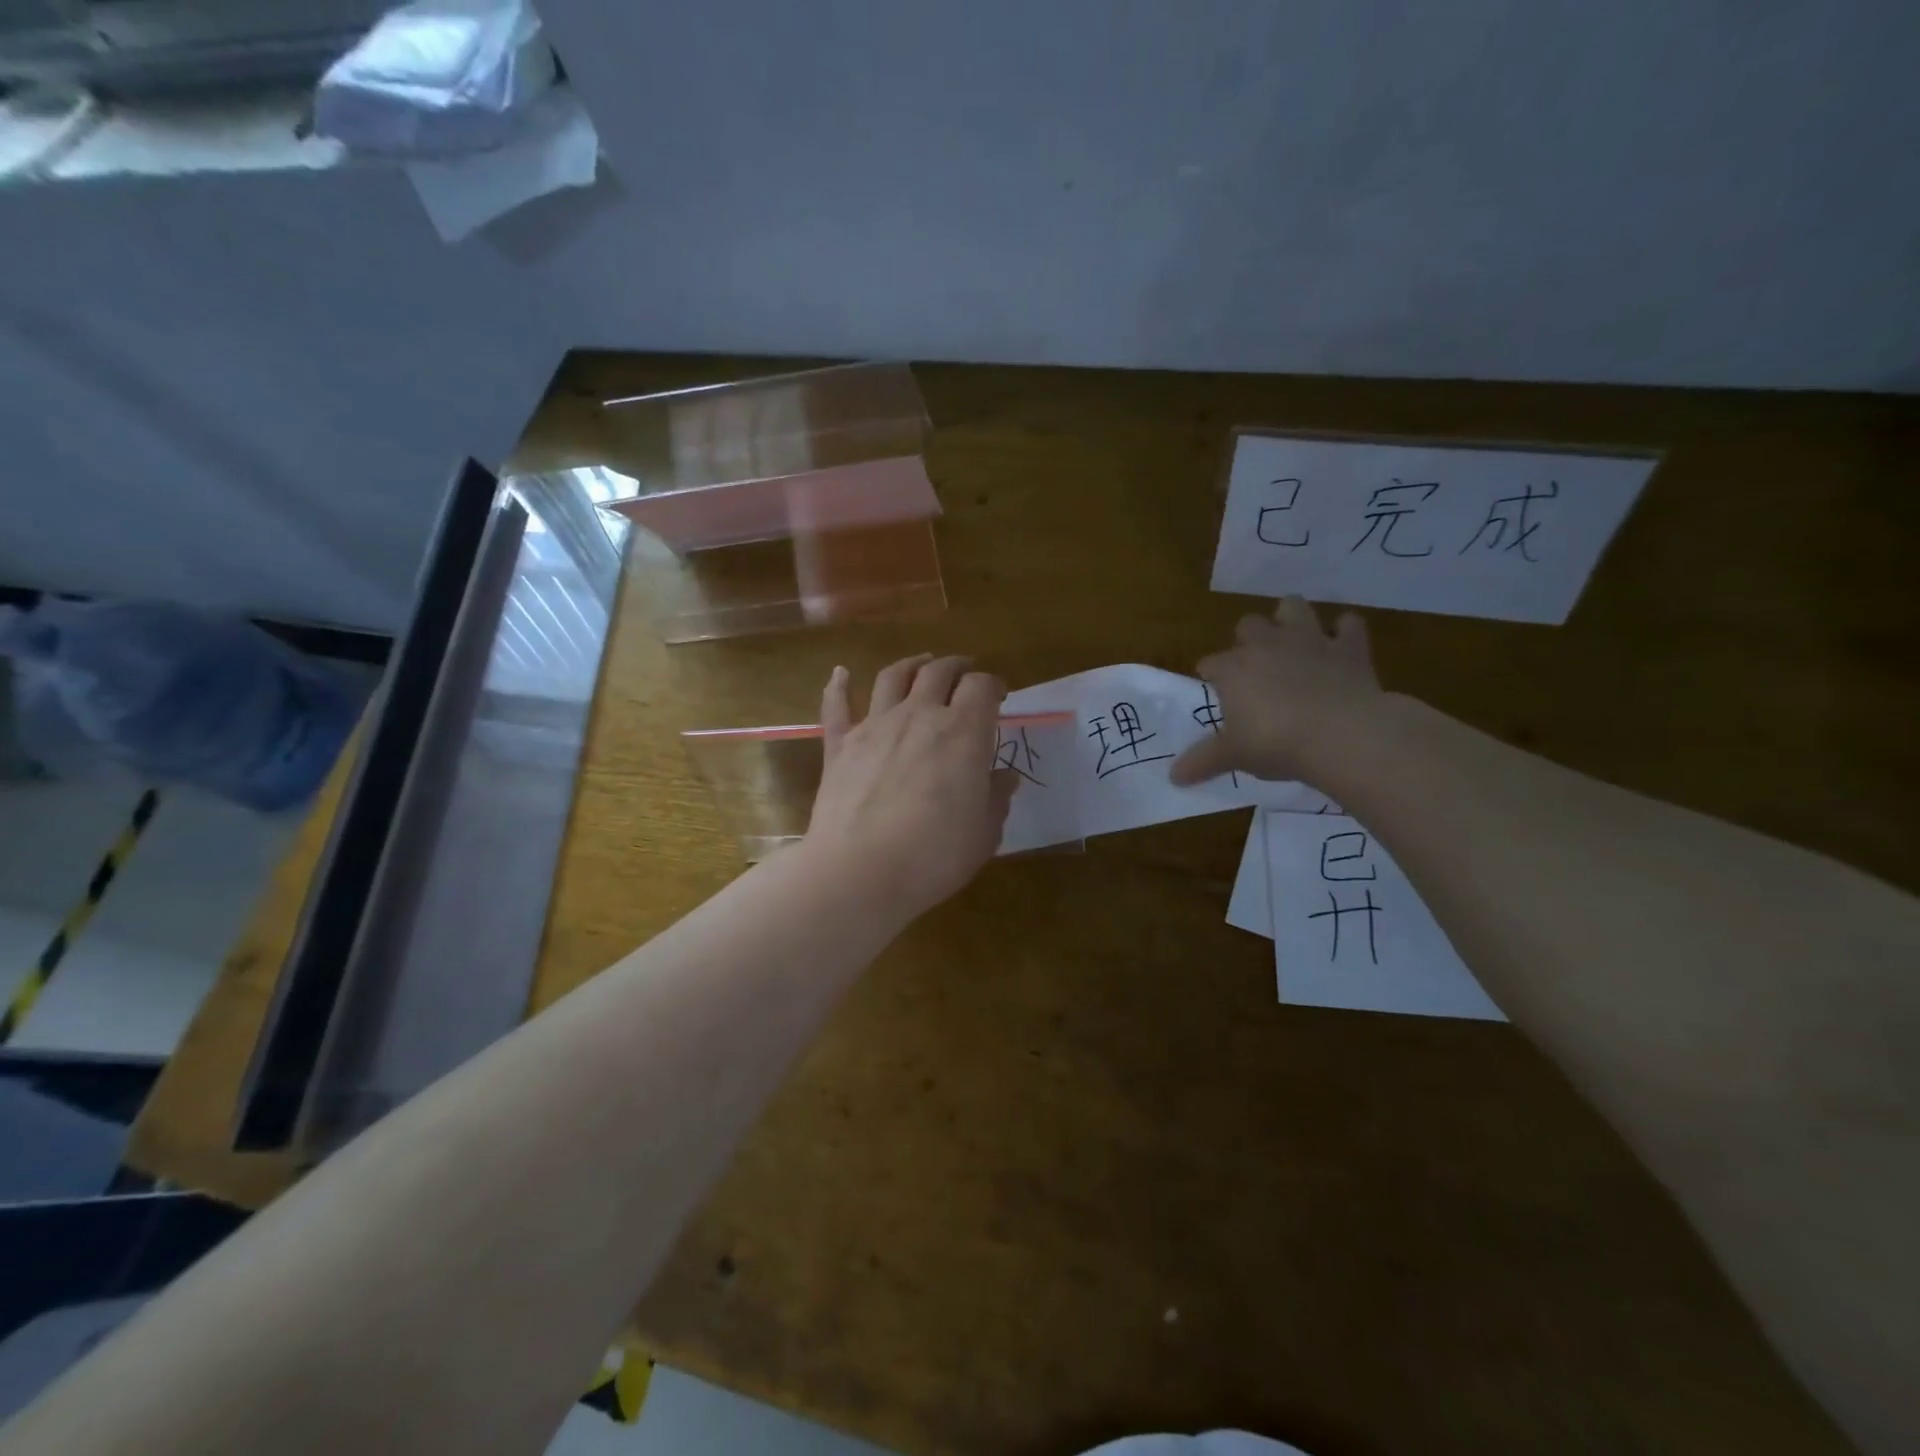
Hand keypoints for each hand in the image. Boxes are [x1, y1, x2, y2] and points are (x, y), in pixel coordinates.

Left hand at [804, 654, 1018, 920]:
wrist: (860, 872)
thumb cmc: (934, 855)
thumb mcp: (983, 833)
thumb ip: (995, 798)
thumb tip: (1004, 777)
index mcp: (962, 732)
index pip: (982, 688)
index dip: (993, 686)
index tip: (999, 696)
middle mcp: (919, 716)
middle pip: (939, 672)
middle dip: (957, 667)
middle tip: (965, 672)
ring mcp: (874, 726)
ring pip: (893, 677)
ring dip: (911, 664)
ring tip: (922, 663)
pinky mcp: (839, 746)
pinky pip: (837, 707)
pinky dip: (838, 686)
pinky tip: (840, 673)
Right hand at [1170, 597, 1381, 785]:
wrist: (1342, 734)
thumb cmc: (1275, 743)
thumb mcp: (1233, 756)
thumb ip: (1203, 761)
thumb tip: (1174, 777)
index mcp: (1233, 669)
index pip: (1210, 663)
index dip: (1211, 675)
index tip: (1215, 691)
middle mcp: (1267, 645)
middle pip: (1248, 625)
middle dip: (1248, 639)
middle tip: (1255, 666)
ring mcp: (1309, 640)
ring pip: (1293, 606)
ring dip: (1291, 617)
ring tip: (1293, 639)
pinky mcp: (1348, 647)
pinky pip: (1348, 624)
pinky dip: (1345, 632)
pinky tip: (1341, 645)